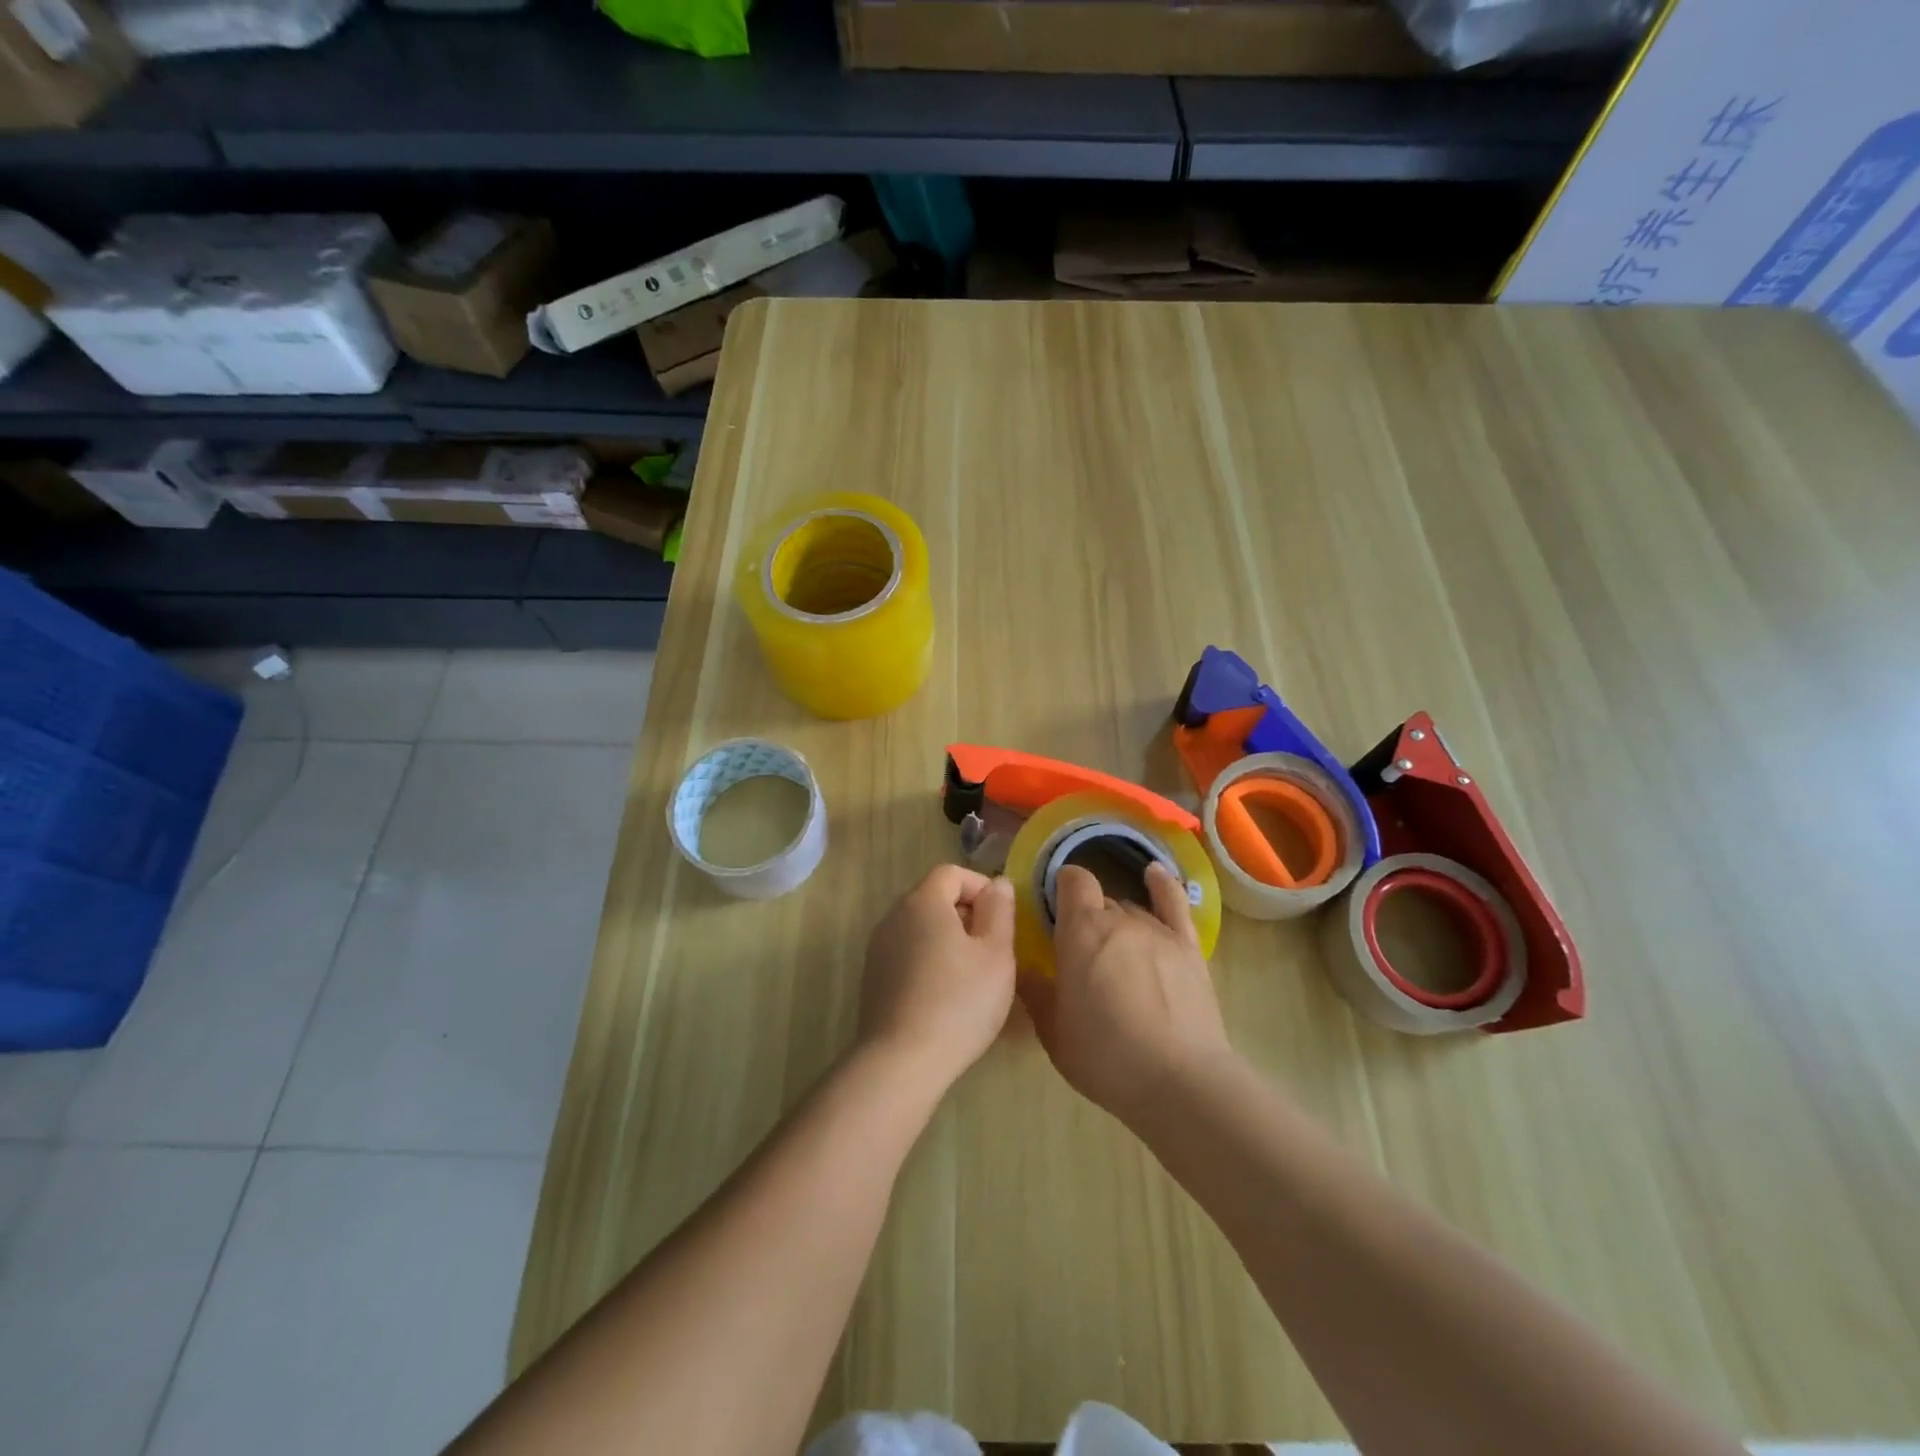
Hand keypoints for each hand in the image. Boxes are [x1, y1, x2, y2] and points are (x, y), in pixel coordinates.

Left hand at [858, 865, 1017, 1093]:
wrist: (901, 1061)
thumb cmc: (959, 1001)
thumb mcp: (996, 954)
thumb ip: (1000, 911)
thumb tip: (998, 884)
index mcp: (922, 901)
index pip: (952, 873)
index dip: (981, 887)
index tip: (1002, 919)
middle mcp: (894, 916)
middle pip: (934, 898)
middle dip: (967, 915)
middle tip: (993, 949)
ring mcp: (878, 948)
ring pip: (921, 928)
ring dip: (949, 940)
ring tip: (973, 975)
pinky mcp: (873, 978)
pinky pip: (908, 954)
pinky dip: (930, 962)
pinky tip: (946, 997)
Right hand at [1020, 861, 1232, 1127]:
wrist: (1179, 1080)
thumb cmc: (1105, 1056)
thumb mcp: (1054, 1031)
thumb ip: (1035, 992)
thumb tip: (1022, 969)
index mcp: (1081, 931)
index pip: (1072, 881)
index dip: (1062, 886)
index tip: (1054, 906)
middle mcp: (1119, 918)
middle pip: (1101, 901)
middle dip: (1088, 917)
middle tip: (1081, 951)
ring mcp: (1158, 930)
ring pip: (1132, 909)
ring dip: (1118, 922)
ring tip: (1115, 952)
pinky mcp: (1188, 946)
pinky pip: (1174, 903)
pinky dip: (1162, 885)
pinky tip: (1154, 873)